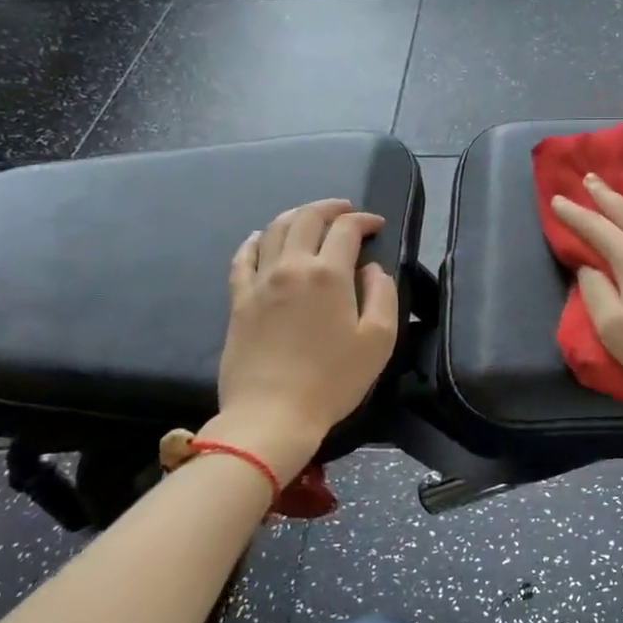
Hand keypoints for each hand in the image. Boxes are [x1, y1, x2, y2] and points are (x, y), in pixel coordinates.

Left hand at [210, 198, 399, 479]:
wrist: (272, 415)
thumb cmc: (333, 380)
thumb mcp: (379, 340)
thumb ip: (382, 295)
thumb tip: (372, 269)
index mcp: (329, 274)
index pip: (346, 229)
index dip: (364, 220)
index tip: (376, 225)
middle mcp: (292, 267)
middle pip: (307, 218)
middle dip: (330, 208)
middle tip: (345, 210)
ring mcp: (260, 282)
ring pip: (275, 230)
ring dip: (296, 216)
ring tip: (310, 218)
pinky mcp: (239, 300)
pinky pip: (243, 258)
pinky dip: (256, 241)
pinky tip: (262, 239)